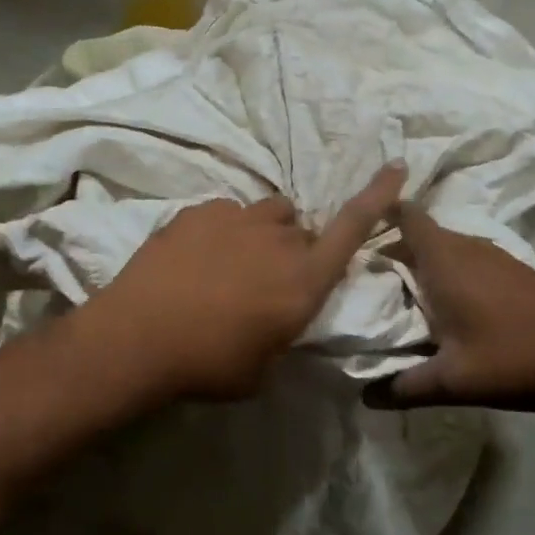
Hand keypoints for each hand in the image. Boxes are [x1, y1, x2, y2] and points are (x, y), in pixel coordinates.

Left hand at [86, 165, 406, 400]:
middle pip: (301, 229)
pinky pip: (226, 213)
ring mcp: (236, 219)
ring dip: (262, 233)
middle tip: (265, 281)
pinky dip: (223, 232)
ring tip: (232, 262)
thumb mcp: (262, 367)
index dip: (377, 196)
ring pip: (267, 213)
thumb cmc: (208, 365)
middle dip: (294, 249)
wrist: (138, 338)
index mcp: (303, 281)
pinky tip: (196, 259)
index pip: (352, 229)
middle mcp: (278, 241)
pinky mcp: (199, 211)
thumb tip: (278, 317)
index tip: (396, 167)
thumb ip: (282, 334)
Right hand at [367, 203, 534, 410]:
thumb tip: (365, 396)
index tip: (355, 235)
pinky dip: (450, 273)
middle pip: (420, 235)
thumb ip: (403, 387)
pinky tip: (449, 306)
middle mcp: (466, 247)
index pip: (406, 216)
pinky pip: (467, 259)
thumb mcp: (452, 381)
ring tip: (404, 296)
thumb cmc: (511, 358)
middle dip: (394, 251)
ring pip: (445, 248)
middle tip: (369, 280)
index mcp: (443, 261)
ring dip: (424, 264)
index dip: (380, 215)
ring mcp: (493, 255)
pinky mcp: (513, 268)